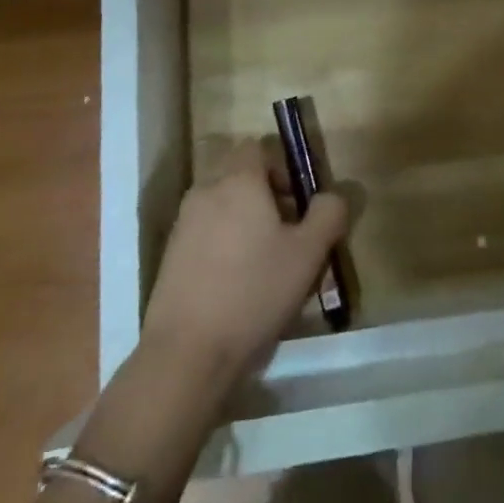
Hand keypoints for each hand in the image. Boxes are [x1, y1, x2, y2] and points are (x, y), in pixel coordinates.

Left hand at [139, 138, 350, 388]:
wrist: (187, 354)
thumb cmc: (254, 291)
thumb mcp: (309, 253)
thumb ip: (328, 214)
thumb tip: (333, 196)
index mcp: (238, 181)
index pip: (257, 148)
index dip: (281, 167)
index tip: (297, 202)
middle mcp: (205, 192)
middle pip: (239, 177)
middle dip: (264, 196)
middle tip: (287, 233)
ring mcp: (182, 225)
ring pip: (221, 206)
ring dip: (243, 222)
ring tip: (264, 263)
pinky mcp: (170, 257)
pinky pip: (204, 234)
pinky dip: (222, 246)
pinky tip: (237, 284)